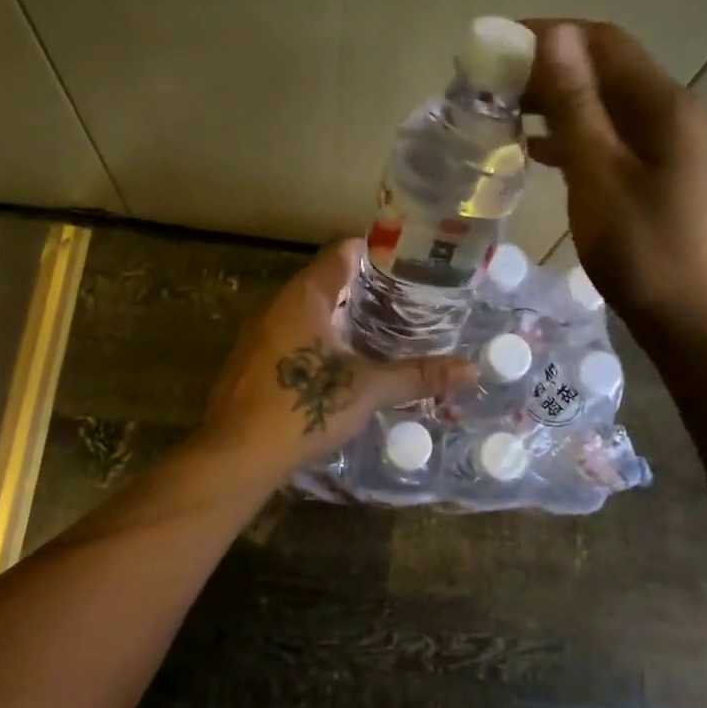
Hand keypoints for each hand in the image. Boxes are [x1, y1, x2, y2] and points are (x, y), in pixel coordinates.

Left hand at [197, 239, 473, 478]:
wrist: (235, 455)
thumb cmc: (302, 407)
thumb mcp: (367, 389)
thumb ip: (417, 375)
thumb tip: (471, 371)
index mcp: (304, 297)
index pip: (340, 253)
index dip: (373, 252)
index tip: (405, 263)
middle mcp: (276, 306)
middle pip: (323, 280)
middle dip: (361, 287)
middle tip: (402, 300)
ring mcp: (258, 335)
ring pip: (304, 311)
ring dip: (337, 315)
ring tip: (377, 329)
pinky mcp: (250, 363)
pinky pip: (290, 336)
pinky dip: (317, 339)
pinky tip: (338, 364)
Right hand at [522, 20, 706, 337]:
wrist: (694, 322)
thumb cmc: (643, 251)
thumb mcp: (599, 176)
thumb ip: (576, 106)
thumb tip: (554, 35)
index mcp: (662, 105)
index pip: (602, 42)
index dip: (548, 34)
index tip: (494, 47)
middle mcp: (669, 115)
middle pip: (604, 71)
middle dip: (546, 69)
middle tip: (489, 85)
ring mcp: (666, 149)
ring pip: (603, 108)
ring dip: (556, 103)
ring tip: (502, 114)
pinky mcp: (657, 179)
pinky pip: (608, 141)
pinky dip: (570, 138)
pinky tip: (536, 153)